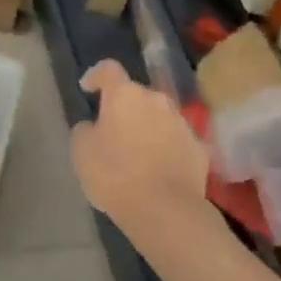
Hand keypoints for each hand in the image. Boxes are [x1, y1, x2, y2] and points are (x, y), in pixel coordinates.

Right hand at [71, 59, 215, 248]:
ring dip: (148, 128)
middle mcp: (157, 100)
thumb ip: (85, 129)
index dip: (96, 76)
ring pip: (159, 117)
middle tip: (112, 131)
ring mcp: (182, 123)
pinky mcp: (199, 148)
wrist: (164, 209)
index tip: (87, 89)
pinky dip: (167, 149)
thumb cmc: (114, 175)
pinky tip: (159, 171)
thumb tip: (94, 125)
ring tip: (137, 154)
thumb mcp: (81, 151)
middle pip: (136, 95)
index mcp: (125, 95)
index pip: (108, 70)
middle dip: (125, 108)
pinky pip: (177, 141)